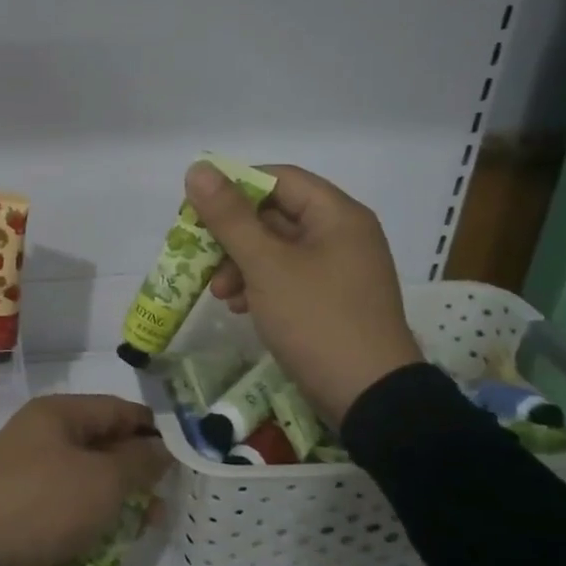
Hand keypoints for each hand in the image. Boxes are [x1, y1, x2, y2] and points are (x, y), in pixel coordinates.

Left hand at [0, 395, 170, 565]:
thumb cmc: (46, 503)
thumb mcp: (103, 480)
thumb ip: (139, 461)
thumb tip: (162, 447)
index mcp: (56, 414)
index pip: (116, 409)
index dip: (152, 429)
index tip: (185, 454)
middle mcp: (43, 435)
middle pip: (104, 443)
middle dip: (139, 467)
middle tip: (171, 493)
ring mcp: (32, 472)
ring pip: (90, 477)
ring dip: (122, 496)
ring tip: (153, 521)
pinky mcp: (28, 507)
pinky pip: (73, 503)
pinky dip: (97, 514)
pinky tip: (121, 535)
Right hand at [184, 161, 423, 424]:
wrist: (369, 396)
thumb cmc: (316, 319)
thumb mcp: (266, 265)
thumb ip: (229, 217)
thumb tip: (198, 169)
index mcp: (337, 215)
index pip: (279, 179)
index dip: (234, 187)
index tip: (197, 209)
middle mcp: (343, 235)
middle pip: (276, 215)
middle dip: (233, 236)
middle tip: (199, 256)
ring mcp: (340, 270)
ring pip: (278, 250)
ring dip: (241, 265)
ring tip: (218, 293)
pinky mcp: (333, 301)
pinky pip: (289, 278)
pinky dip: (260, 286)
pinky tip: (238, 308)